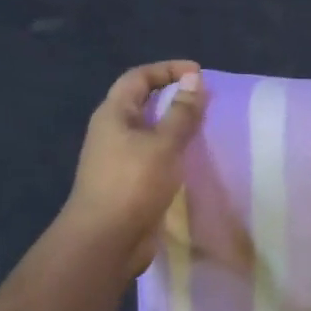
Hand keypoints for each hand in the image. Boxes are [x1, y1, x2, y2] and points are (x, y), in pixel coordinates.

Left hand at [59, 62, 207, 265]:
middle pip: (143, 101)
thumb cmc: (133, 183)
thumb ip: (182, 111)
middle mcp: (112, 131)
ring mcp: (118, 158)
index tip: (199, 74)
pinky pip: (154, 155)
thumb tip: (194, 79)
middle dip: (174, 96)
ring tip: (205, 126)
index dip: (168, 69)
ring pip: (150, 130)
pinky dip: (173, 150)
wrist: (105, 242)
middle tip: (205, 100)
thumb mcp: (164, 143)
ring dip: (176, 125)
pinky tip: (193, 158)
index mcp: (113, 114)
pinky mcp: (129, 182)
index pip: (139, 77)